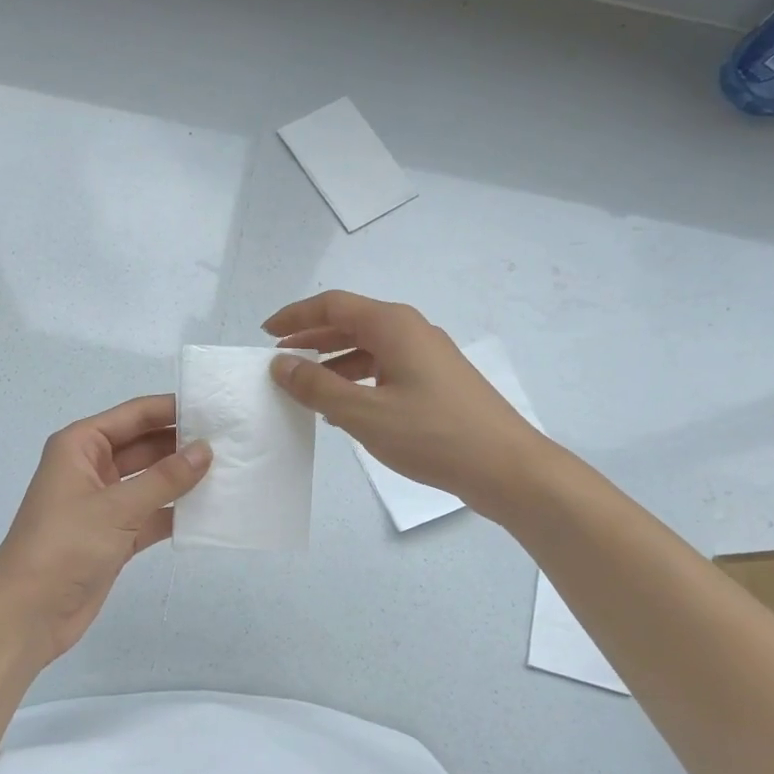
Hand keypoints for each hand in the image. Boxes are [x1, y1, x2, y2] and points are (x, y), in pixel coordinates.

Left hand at [0, 394, 210, 665]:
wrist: (26, 614)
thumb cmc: (64, 545)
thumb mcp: (117, 507)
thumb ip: (165, 478)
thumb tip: (206, 449)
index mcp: (81, 445)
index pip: (134, 415)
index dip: (172, 409)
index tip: (216, 408)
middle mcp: (92, 467)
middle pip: (145, 445)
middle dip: (182, 443)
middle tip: (232, 440)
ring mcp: (104, 503)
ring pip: (151, 480)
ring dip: (182, 478)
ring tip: (230, 469)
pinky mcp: (114, 535)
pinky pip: (151, 513)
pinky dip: (176, 511)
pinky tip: (211, 509)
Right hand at [264, 291, 537, 507]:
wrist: (507, 468)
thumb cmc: (432, 435)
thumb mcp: (364, 413)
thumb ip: (317, 387)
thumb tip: (280, 364)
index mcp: (393, 326)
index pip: (333, 305)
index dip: (296, 316)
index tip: (266, 334)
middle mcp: (411, 331)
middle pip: (351, 322)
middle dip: (312, 338)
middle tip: (278, 358)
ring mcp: (427, 356)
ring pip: (368, 348)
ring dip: (333, 362)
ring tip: (304, 386)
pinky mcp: (436, 382)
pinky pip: (385, 369)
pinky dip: (357, 380)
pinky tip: (343, 408)